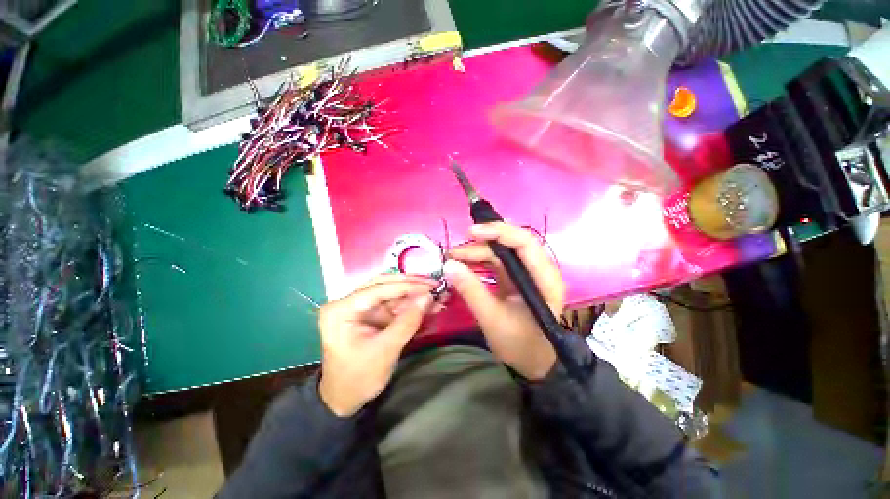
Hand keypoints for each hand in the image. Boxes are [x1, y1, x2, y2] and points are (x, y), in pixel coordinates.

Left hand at [318, 275, 434, 416]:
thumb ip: (407, 322)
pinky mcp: (372, 314)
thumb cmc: (358, 378)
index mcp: (341, 309)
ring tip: (438, 295)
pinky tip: (429, 305)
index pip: (378, 289)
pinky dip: (412, 304)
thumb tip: (428, 297)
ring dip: (415, 293)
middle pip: (384, 284)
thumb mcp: (385, 351)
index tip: (432, 286)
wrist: (344, 399)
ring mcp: (361, 307)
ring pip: (392, 292)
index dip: (407, 286)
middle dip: (412, 285)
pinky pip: (394, 303)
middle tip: (436, 285)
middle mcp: (349, 302)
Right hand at [445, 223, 564, 380]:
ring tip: (453, 258)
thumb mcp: (492, 319)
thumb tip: (449, 266)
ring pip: (501, 252)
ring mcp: (526, 273)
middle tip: (454, 253)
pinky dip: (479, 261)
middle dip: (481, 245)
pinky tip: (464, 264)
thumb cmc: (520, 344)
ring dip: (477, 252)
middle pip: (510, 244)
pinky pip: (497, 262)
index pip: (525, 243)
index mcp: (544, 278)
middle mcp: (538, 269)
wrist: (533, 362)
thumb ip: (471, 291)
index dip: (499, 232)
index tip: (472, 233)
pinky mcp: (515, 278)